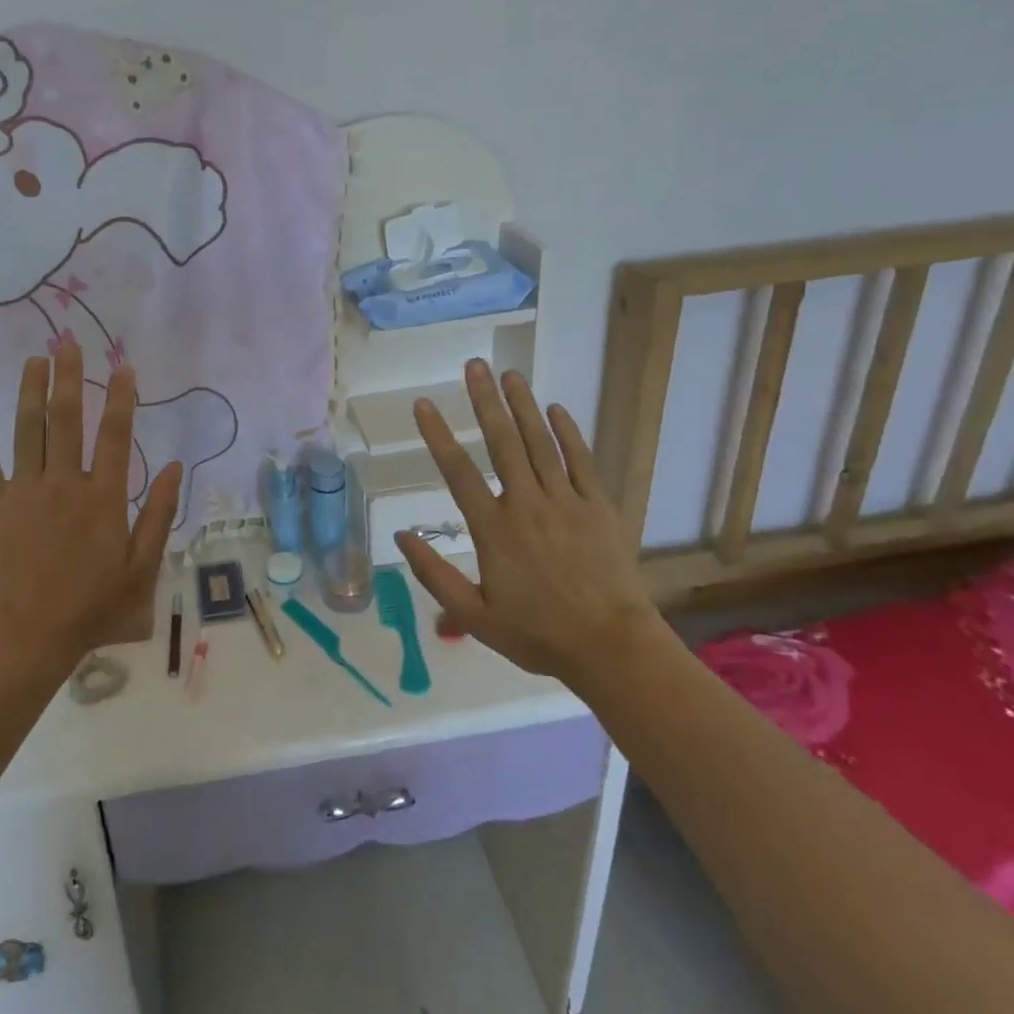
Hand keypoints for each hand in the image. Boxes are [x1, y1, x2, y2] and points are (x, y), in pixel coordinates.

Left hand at [0, 337, 181, 669]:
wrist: (26, 637)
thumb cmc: (91, 606)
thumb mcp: (141, 568)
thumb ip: (160, 514)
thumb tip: (177, 467)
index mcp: (103, 497)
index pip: (116, 434)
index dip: (121, 397)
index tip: (123, 366)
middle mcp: (64, 482)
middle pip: (67, 419)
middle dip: (69, 376)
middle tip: (68, 341)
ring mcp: (24, 490)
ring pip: (27, 429)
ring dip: (30, 391)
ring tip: (35, 359)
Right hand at [395, 359, 659, 692]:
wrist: (612, 647)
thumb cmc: (538, 634)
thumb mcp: (473, 616)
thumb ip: (434, 575)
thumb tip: (401, 536)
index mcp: (493, 529)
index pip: (458, 472)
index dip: (438, 435)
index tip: (423, 404)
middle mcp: (526, 504)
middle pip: (501, 442)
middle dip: (485, 401)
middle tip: (473, 366)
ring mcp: (565, 502)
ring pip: (539, 443)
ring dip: (523, 406)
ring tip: (509, 374)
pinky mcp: (597, 506)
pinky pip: (580, 461)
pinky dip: (568, 433)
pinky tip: (555, 409)